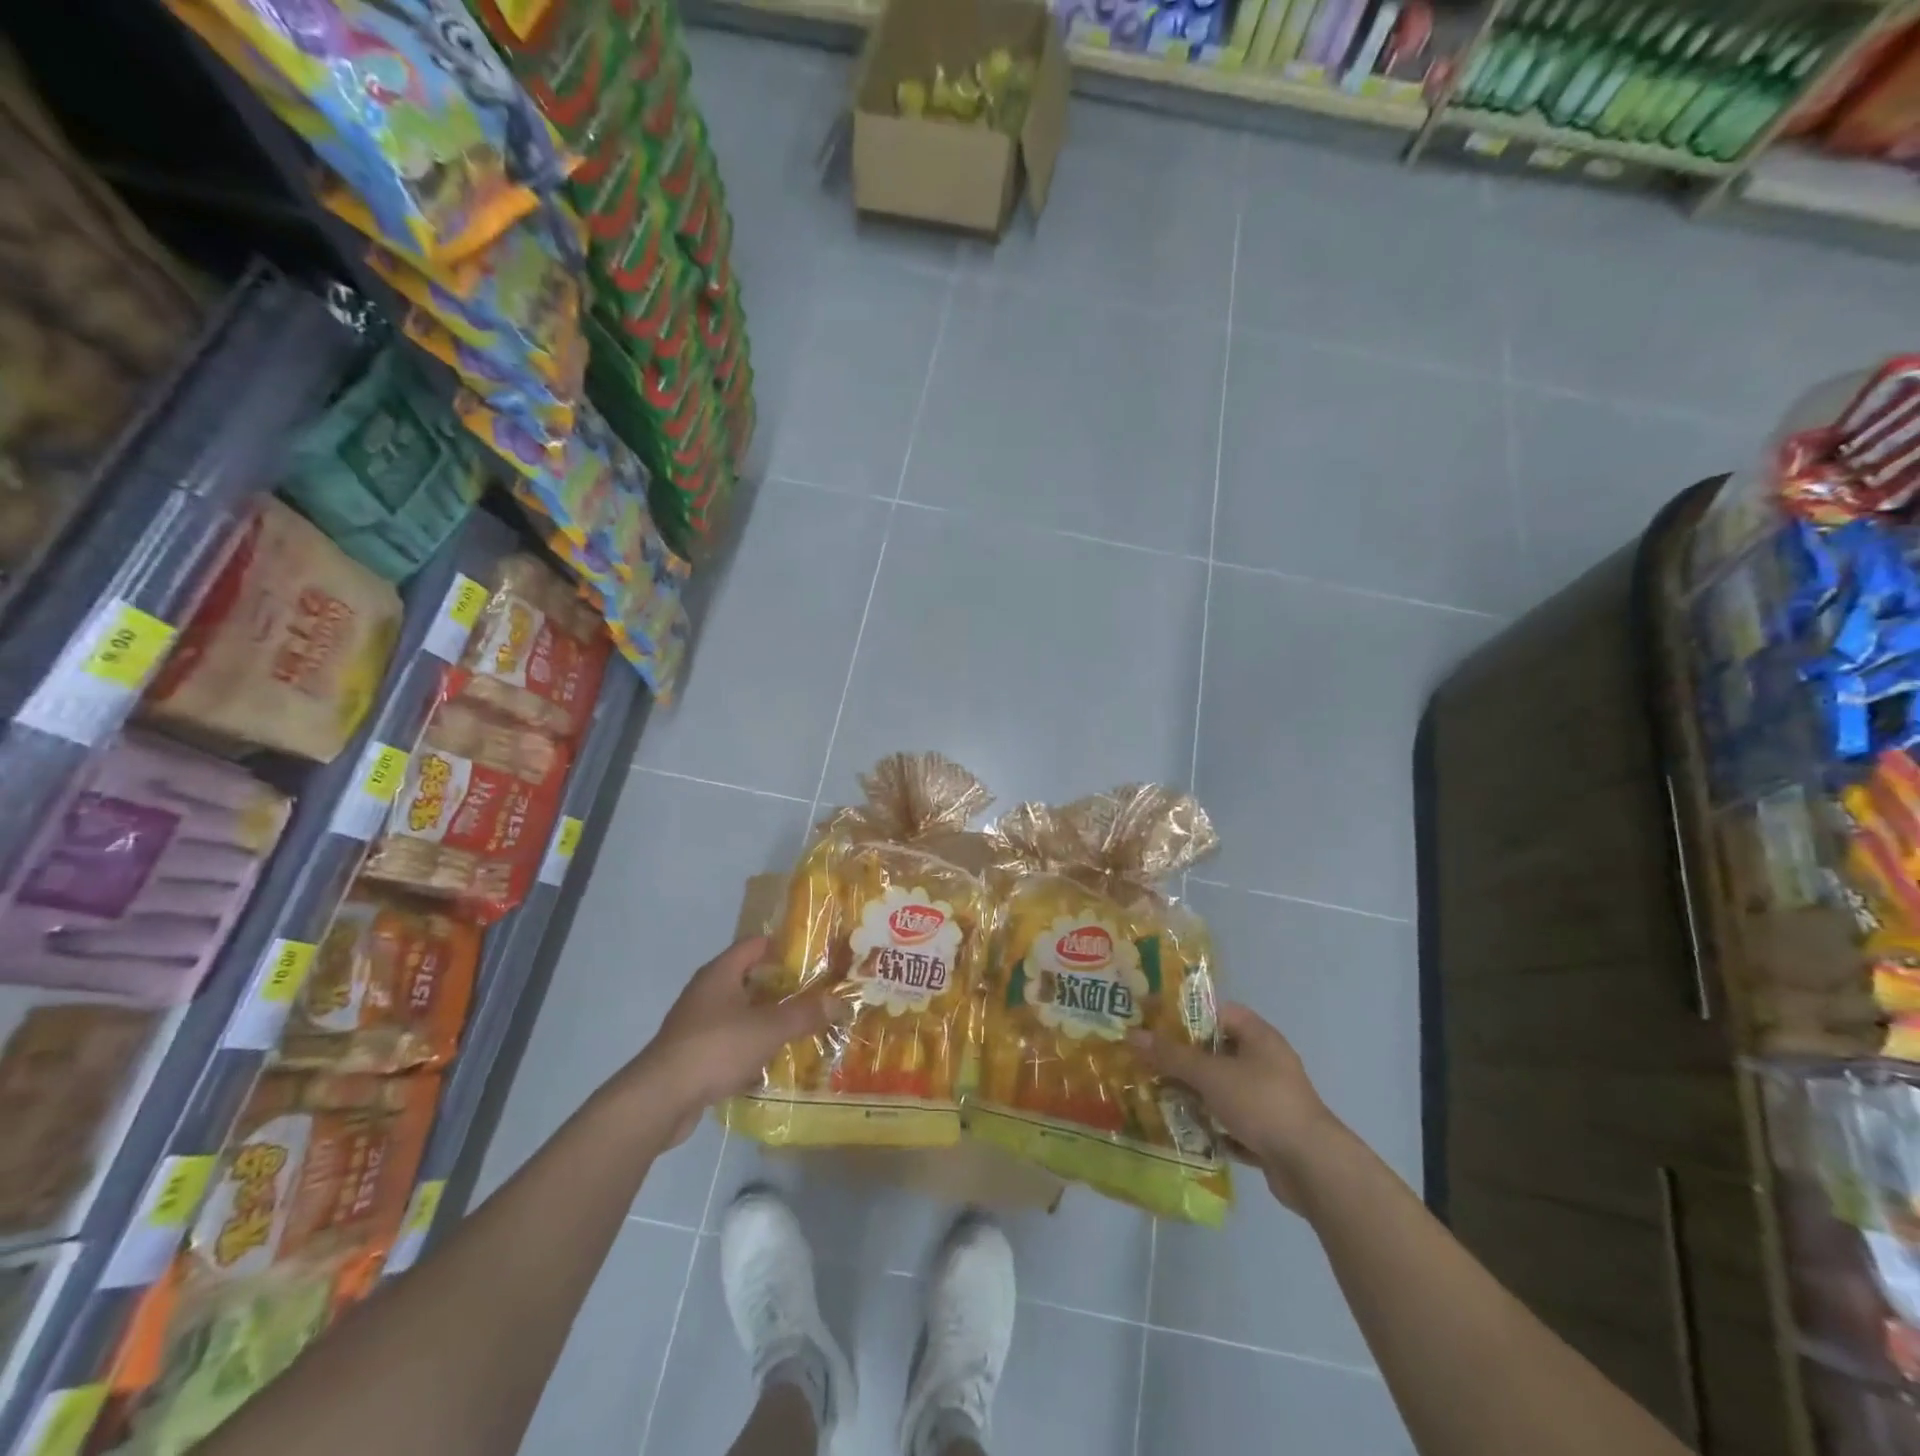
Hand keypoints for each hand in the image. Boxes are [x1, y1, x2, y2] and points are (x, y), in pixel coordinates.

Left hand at [630, 936, 837, 1146]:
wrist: (660, 1098)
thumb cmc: (716, 1048)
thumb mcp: (769, 1028)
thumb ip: (804, 1014)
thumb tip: (838, 1001)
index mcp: (720, 973)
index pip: (755, 944)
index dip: (783, 947)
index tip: (812, 958)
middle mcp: (706, 991)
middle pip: (748, 978)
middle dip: (780, 987)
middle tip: (813, 995)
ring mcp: (695, 1023)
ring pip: (739, 1012)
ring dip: (765, 1019)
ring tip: (798, 1028)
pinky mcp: (691, 1053)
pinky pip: (728, 1041)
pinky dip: (749, 1046)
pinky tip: (770, 1061)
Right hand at [1130, 1003, 1342, 1211]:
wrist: (1312, 1168)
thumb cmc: (1261, 1103)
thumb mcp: (1211, 1075)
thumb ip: (1172, 1055)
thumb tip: (1133, 1034)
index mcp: (1259, 1036)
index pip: (1217, 1012)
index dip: (1185, 1014)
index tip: (1154, 1023)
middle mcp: (1265, 1062)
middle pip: (1216, 1051)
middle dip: (1182, 1058)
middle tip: (1147, 1061)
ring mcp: (1268, 1098)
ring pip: (1221, 1087)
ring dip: (1193, 1093)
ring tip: (1157, 1095)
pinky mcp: (1268, 1131)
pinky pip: (1230, 1120)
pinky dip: (1209, 1124)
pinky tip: (1183, 1129)